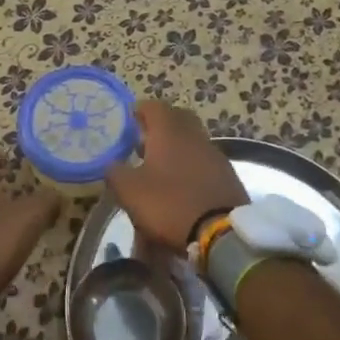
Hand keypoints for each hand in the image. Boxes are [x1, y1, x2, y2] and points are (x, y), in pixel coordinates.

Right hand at [102, 101, 248, 252]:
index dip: (139, 111)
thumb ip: (115, 172)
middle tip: (144, 142)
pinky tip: (183, 186)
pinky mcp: (227, 175)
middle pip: (177, 118)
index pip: (153, 106)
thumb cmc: (169, 204)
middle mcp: (194, 135)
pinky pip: (204, 161)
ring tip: (161, 169)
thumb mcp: (130, 191)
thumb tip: (112, 164)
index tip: (128, 123)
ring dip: (177, 148)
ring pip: (192, 140)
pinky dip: (191, 167)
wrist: (221, 233)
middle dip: (160, 126)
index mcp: (169, 131)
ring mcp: (214, 154)